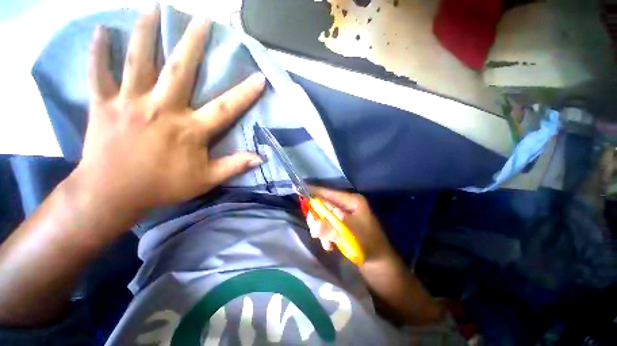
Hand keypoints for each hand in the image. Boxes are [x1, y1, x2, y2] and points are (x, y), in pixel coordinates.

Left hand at [73, 6, 265, 217]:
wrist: (113, 194)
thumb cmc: (163, 186)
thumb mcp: (207, 180)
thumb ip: (235, 166)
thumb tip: (261, 159)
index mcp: (190, 130)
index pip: (225, 108)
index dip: (245, 93)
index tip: (259, 76)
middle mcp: (163, 110)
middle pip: (181, 70)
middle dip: (193, 42)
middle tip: (203, 18)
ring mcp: (130, 104)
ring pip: (139, 62)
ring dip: (145, 33)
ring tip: (152, 8)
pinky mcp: (103, 106)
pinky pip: (98, 74)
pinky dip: (98, 52)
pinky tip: (102, 31)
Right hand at [306, 186, 395, 263]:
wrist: (378, 262)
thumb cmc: (367, 244)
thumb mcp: (348, 235)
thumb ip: (330, 229)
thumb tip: (314, 226)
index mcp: (352, 201)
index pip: (329, 193)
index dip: (315, 192)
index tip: (300, 189)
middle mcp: (347, 206)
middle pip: (325, 206)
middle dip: (318, 219)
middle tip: (315, 231)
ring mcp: (344, 215)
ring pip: (324, 217)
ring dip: (322, 230)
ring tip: (326, 243)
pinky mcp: (342, 225)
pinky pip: (328, 225)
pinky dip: (326, 235)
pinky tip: (329, 246)